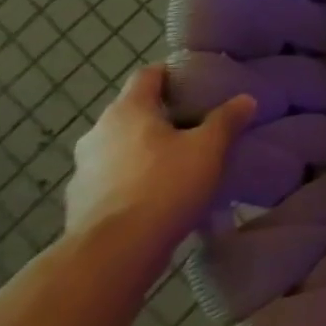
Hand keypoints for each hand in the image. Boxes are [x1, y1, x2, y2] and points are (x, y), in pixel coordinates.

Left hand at [66, 65, 255, 262]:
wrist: (114, 252)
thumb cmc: (164, 185)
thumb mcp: (209, 148)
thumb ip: (227, 120)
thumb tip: (245, 99)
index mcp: (127, 111)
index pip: (148, 75)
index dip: (173, 73)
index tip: (197, 81)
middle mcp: (97, 133)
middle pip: (134, 112)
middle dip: (163, 116)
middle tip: (197, 125)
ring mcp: (83, 169)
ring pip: (122, 147)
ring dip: (147, 150)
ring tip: (180, 163)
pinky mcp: (80, 202)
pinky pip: (114, 179)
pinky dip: (134, 180)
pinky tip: (159, 196)